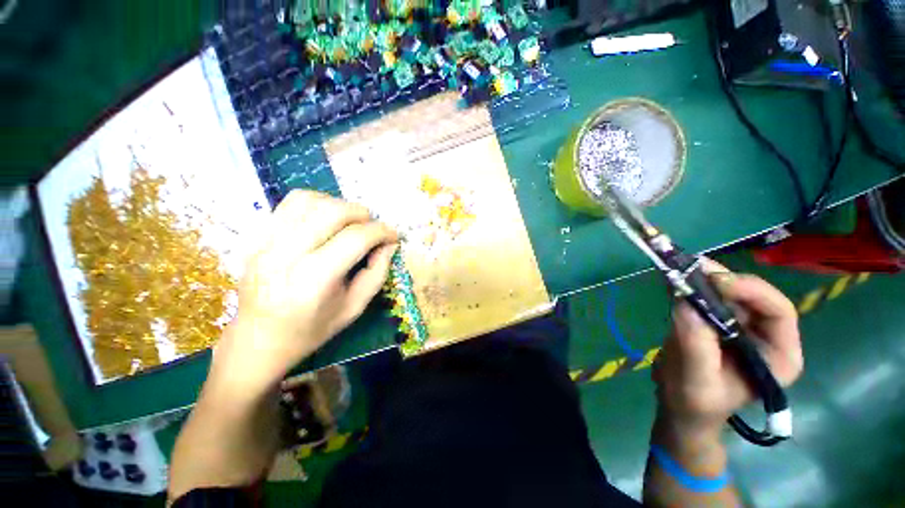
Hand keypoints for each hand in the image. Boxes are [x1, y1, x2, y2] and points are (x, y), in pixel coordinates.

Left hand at [211, 190, 397, 394]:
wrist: (257, 339)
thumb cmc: (312, 329)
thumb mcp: (355, 307)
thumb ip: (377, 272)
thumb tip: (389, 243)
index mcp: (314, 281)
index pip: (356, 239)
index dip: (382, 231)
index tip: (393, 235)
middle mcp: (286, 256)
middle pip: (332, 212)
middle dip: (363, 214)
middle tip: (373, 227)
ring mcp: (265, 242)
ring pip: (309, 201)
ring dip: (339, 205)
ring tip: (351, 221)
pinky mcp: (256, 236)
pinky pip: (290, 203)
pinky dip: (317, 202)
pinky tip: (326, 218)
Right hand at [653, 259, 802, 436]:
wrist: (680, 408)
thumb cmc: (695, 404)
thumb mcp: (697, 380)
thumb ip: (696, 344)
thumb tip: (685, 302)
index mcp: (778, 355)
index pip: (778, 310)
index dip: (751, 291)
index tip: (714, 283)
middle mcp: (765, 336)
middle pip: (752, 295)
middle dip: (723, 280)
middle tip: (690, 269)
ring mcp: (739, 327)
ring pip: (728, 292)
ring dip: (704, 279)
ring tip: (679, 271)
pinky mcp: (715, 322)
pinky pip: (708, 297)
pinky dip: (691, 286)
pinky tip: (674, 281)